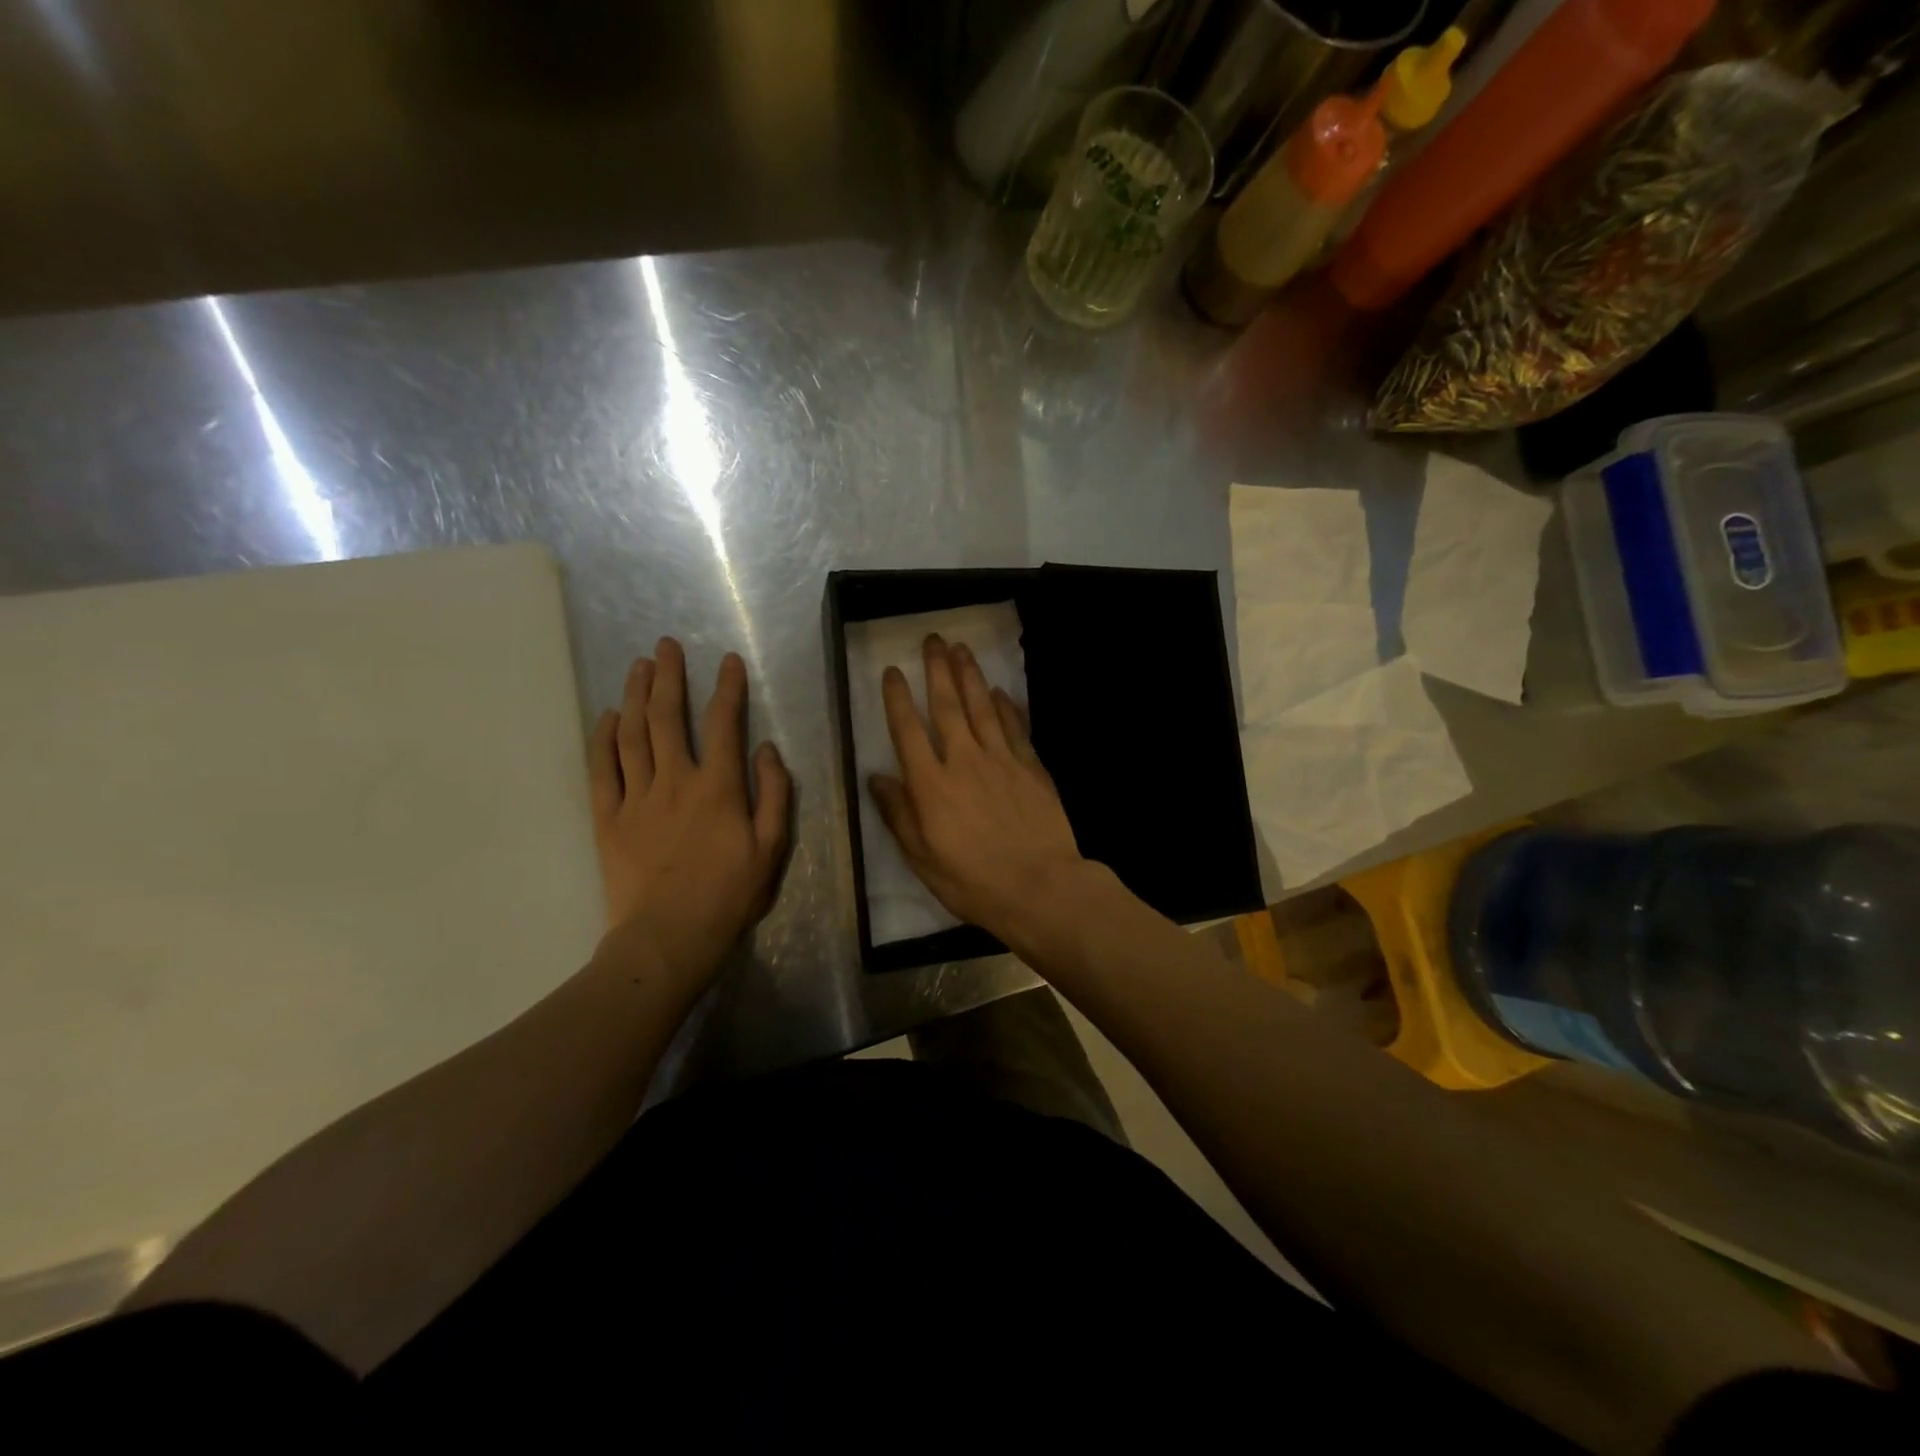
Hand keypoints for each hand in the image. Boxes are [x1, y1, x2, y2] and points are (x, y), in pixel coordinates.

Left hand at [588, 638, 790, 985]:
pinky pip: (602, 769)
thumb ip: (774, 794)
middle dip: (669, 676)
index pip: (723, 724)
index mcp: (718, 788)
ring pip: (633, 735)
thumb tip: (766, 749)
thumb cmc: (728, 896)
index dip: (727, 688)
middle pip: (668, 718)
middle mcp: (675, 781)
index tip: (727, 660)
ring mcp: (636, 798)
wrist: (668, 938)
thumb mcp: (771, 849)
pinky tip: (608, 716)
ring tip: (637, 667)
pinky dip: (603, 739)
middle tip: (664, 645)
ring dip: (636, 696)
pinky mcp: (608, 818)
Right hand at [869, 634, 1092, 945]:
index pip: (908, 731)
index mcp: (931, 785)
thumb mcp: (922, 858)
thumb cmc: (973, 881)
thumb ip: (898, 814)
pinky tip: (998, 692)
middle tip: (933, 640)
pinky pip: (1015, 728)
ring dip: (971, 676)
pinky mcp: (1031, 767)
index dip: (899, 698)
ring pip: (982, 708)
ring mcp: (1002, 760)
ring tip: (961, 649)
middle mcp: (964, 761)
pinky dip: (1005, 707)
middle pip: (948, 706)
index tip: (893, 671)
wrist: (1040, 887)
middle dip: (938, 670)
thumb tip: (877, 778)